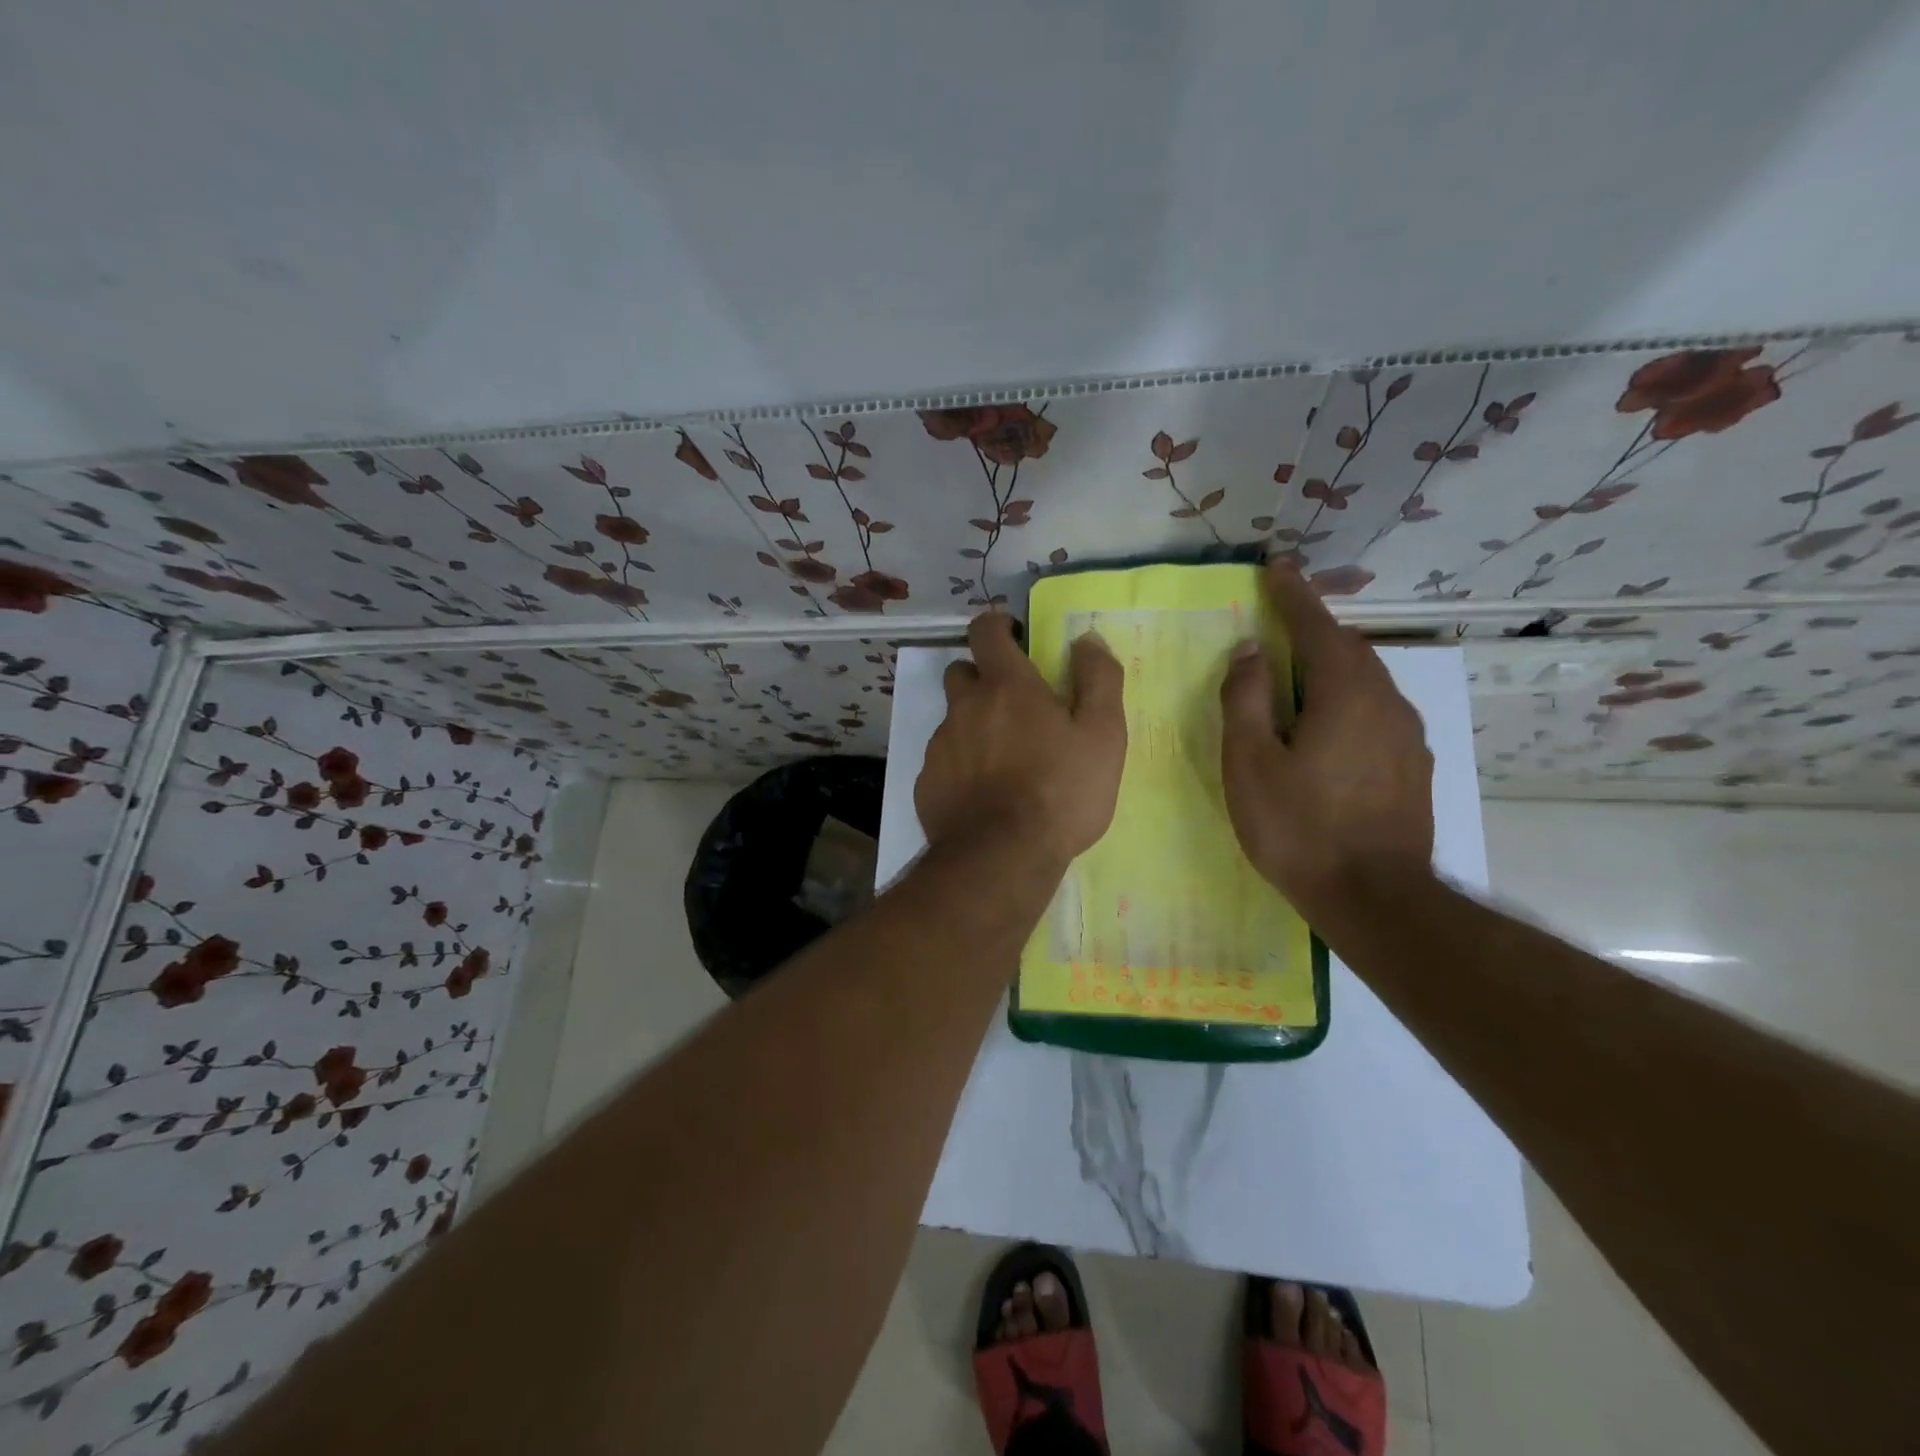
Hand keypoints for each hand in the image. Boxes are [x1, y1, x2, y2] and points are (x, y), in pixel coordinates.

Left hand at [916, 613, 1126, 868]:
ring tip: (1004, 762)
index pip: (985, 631)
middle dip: (982, 678)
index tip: (1013, 636)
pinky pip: (943, 761)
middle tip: (1013, 707)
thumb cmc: (1061, 791)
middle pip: (962, 673)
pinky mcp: (927, 783)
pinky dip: (961, 767)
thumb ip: (1098, 678)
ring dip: (974, 727)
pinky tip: (983, 795)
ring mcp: (940, 746)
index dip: (997, 625)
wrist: (1003, 857)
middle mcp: (964, 707)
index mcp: (1006, 686)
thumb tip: (1086, 639)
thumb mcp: (1102, 734)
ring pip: (953, 720)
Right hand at [1219, 562, 1434, 913]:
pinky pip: (1376, 712)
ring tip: (1299, 673)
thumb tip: (1250, 653)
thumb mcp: (1250, 762)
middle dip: (1313, 629)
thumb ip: (1246, 699)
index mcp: (1346, 694)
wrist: (1374, 899)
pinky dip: (1347, 699)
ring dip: (1331, 666)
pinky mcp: (1413, 766)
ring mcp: (1408, 736)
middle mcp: (1387, 703)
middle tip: (1280, 619)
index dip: (1294, 595)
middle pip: (1349, 650)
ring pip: (1367, 681)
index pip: (1318, 627)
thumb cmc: (1299, 828)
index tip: (1277, 567)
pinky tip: (1327, 725)